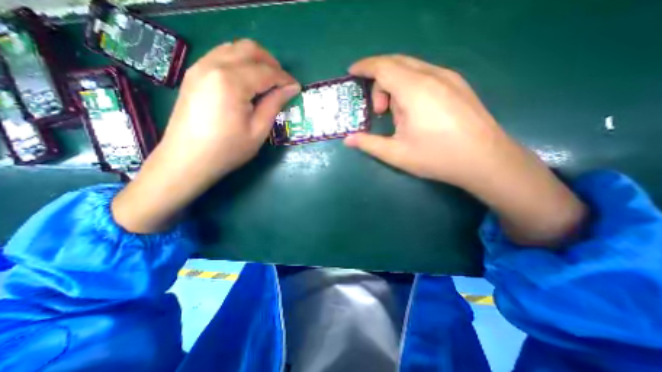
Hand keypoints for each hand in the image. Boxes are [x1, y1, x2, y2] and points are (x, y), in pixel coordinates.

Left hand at [113, 39, 300, 232]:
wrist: (188, 160)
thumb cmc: (228, 149)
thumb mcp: (258, 130)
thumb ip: (274, 104)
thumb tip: (292, 88)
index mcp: (232, 82)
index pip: (266, 71)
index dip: (285, 78)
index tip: (296, 87)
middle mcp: (214, 65)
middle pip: (249, 49)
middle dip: (271, 63)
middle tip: (282, 82)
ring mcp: (200, 66)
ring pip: (234, 48)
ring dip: (255, 60)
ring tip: (267, 81)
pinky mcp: (194, 74)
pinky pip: (221, 55)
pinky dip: (239, 62)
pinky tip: (246, 81)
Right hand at [347, 53, 508, 188]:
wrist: (486, 160)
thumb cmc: (437, 157)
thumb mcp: (396, 154)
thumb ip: (369, 144)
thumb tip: (348, 140)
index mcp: (414, 90)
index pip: (383, 66)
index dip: (364, 66)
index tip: (352, 72)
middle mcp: (432, 76)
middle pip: (396, 63)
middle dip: (378, 81)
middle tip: (377, 110)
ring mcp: (449, 78)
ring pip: (411, 68)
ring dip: (395, 85)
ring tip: (396, 115)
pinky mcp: (458, 85)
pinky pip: (425, 74)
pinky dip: (409, 86)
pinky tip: (413, 110)